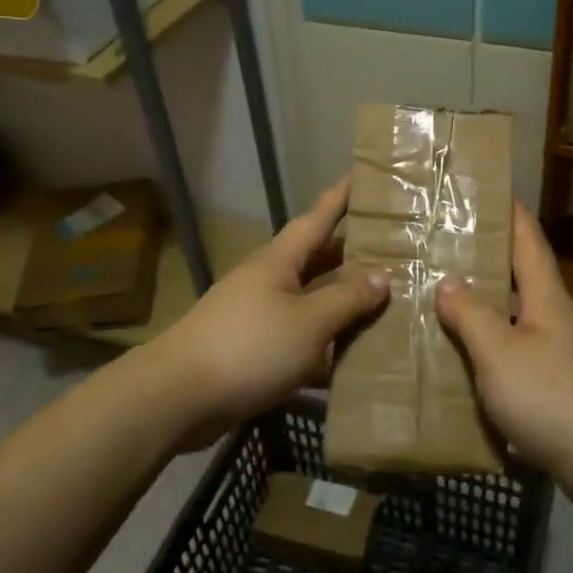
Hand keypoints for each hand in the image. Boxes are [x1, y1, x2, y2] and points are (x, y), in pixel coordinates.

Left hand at [155, 178, 387, 447]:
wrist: (180, 396)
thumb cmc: (250, 346)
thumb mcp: (309, 321)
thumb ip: (347, 299)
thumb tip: (382, 277)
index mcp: (279, 261)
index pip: (317, 219)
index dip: (340, 198)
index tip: (361, 175)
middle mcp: (268, 281)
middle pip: (316, 260)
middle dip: (351, 254)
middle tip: (392, 248)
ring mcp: (258, 317)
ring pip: (310, 302)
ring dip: (341, 303)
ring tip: (383, 303)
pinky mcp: (253, 351)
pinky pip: (299, 338)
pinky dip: (323, 345)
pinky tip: (349, 360)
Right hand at [436, 204, 572, 501]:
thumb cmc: (552, 398)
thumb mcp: (499, 353)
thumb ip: (471, 315)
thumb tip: (448, 282)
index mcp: (548, 299)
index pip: (528, 241)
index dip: (510, 212)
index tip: (487, 189)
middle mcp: (558, 319)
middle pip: (522, 278)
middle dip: (487, 260)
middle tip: (443, 248)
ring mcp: (562, 355)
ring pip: (516, 318)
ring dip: (485, 308)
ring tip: (442, 302)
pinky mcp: (560, 389)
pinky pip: (517, 355)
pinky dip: (490, 349)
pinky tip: (464, 362)